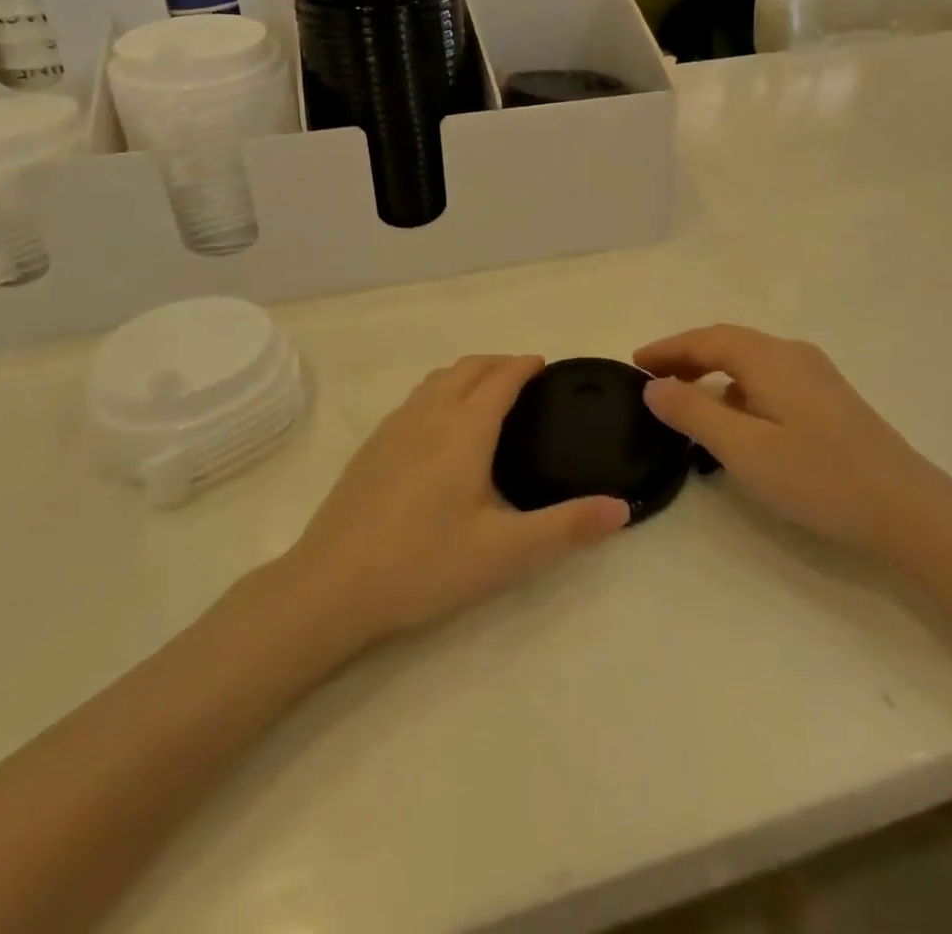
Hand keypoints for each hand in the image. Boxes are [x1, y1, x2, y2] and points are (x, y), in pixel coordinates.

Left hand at [286, 355, 628, 644]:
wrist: (330, 587)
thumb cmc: (424, 564)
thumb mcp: (505, 553)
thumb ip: (567, 528)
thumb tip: (621, 508)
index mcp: (464, 428)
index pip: (501, 378)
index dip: (524, 366)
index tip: (545, 365)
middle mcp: (428, 414)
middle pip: (468, 368)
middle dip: (498, 363)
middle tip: (524, 378)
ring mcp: (393, 427)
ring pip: (437, 380)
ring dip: (467, 374)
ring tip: (486, 393)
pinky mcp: (371, 447)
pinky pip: (415, 399)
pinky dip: (440, 392)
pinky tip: (439, 429)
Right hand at [635, 326, 951, 558]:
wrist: (907, 507)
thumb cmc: (818, 476)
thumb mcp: (744, 448)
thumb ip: (694, 413)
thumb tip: (653, 386)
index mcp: (769, 358)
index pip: (706, 339)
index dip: (667, 349)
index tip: (633, 363)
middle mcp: (792, 354)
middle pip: (728, 344)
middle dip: (686, 357)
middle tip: (652, 381)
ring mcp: (815, 376)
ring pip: (749, 362)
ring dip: (712, 373)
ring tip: (684, 399)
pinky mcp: (828, 399)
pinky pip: (768, 379)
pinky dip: (737, 388)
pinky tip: (734, 419)